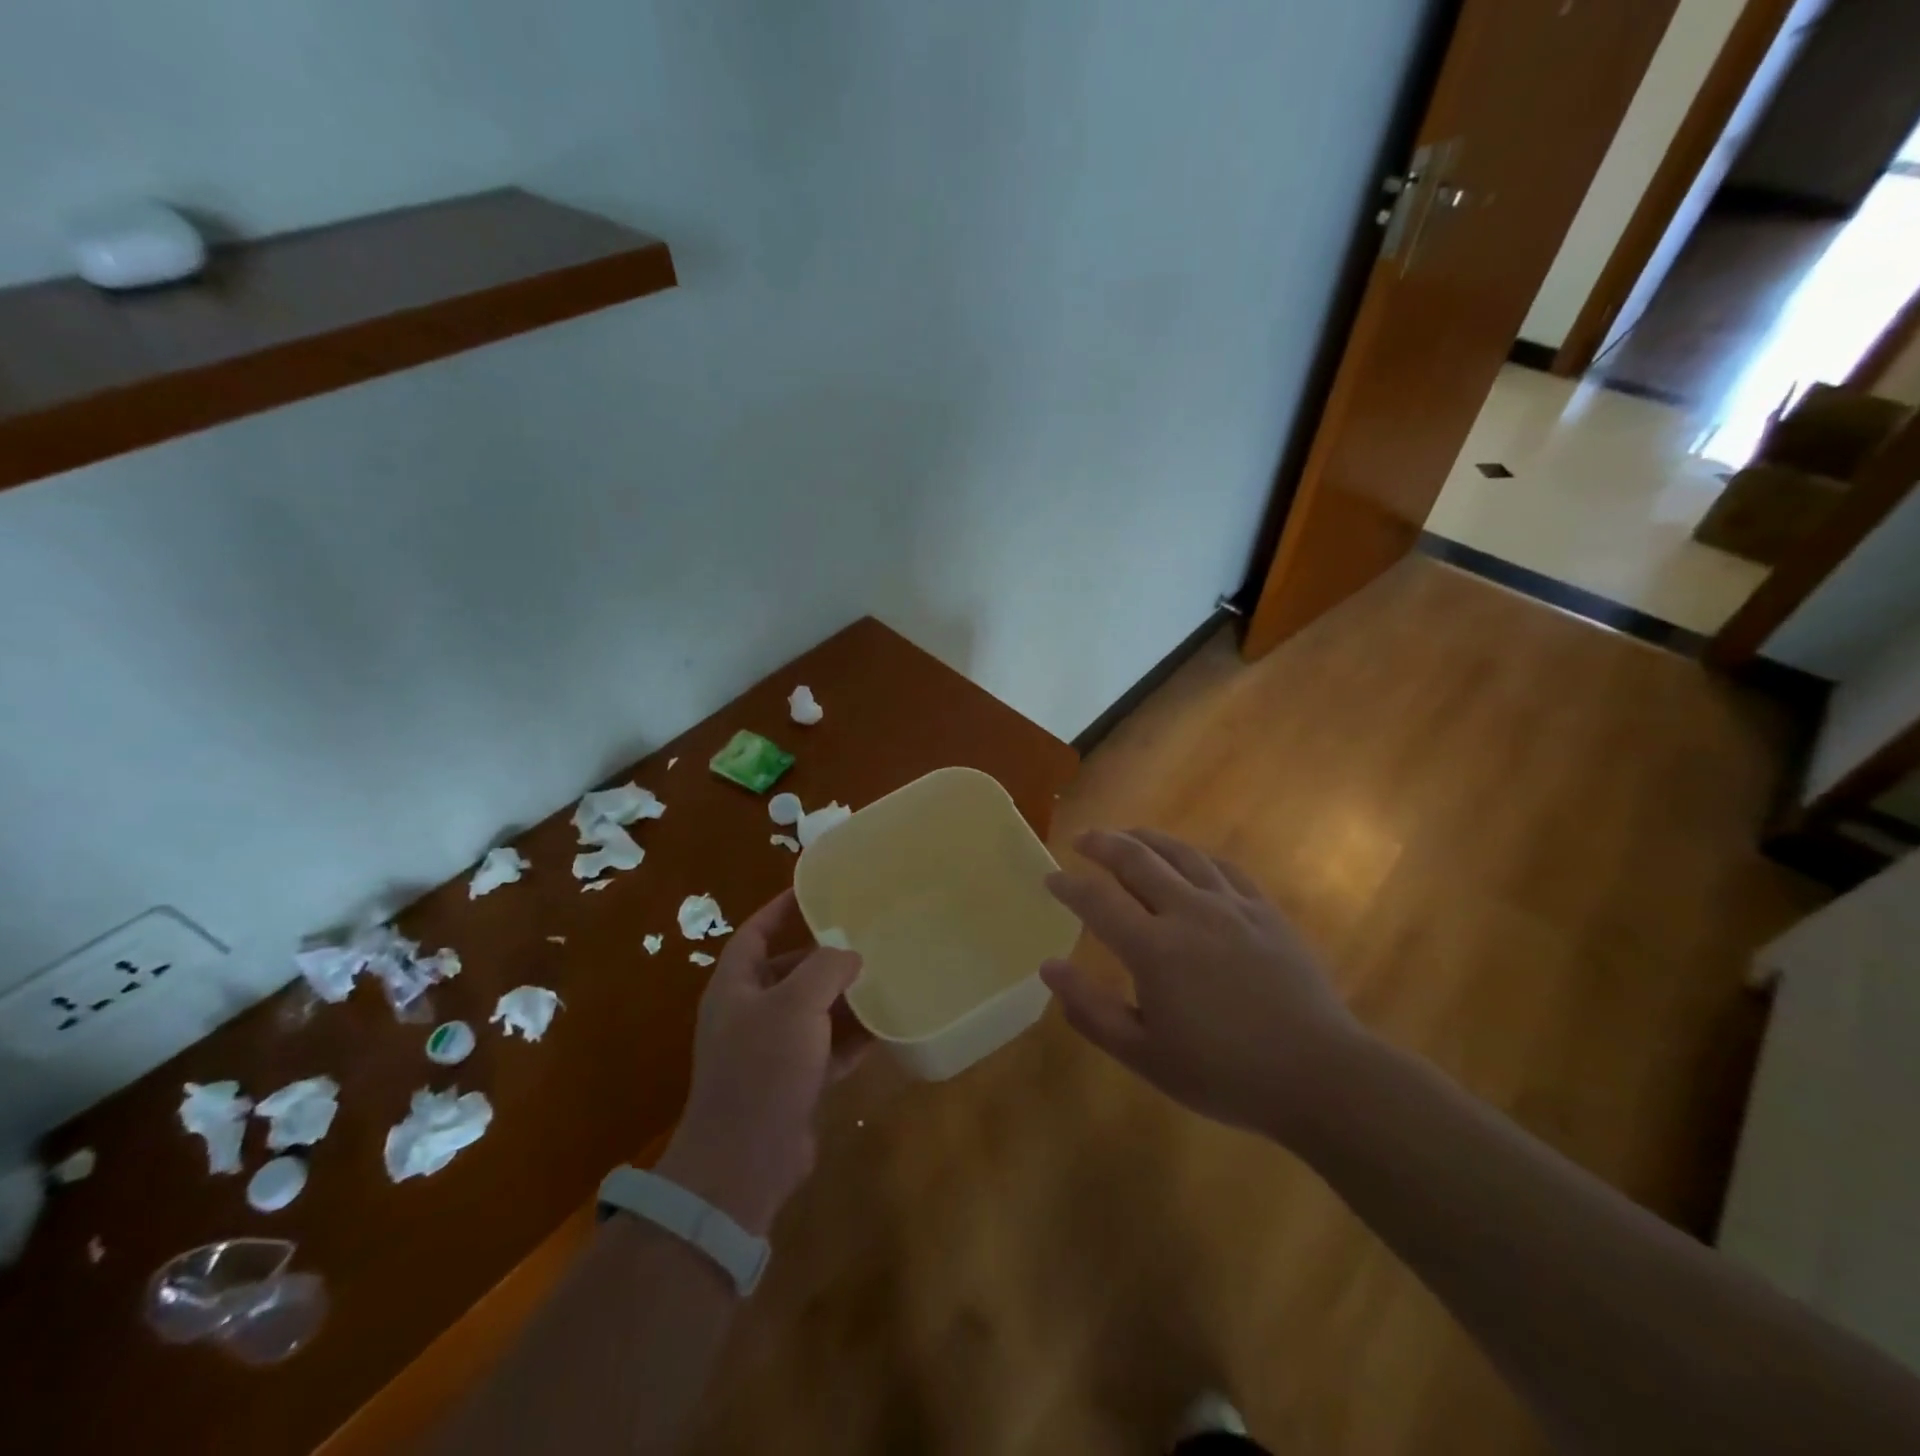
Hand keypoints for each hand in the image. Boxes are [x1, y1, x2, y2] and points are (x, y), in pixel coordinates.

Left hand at [655, 889, 865, 1235]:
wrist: (746, 1160)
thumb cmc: (762, 1067)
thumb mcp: (796, 1004)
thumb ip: (825, 968)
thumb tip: (850, 955)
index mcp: (736, 986)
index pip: (756, 932)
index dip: (781, 909)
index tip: (814, 890)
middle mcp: (749, 1014)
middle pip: (789, 972)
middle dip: (823, 957)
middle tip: (865, 937)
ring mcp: (771, 1051)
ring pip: (812, 1012)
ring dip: (843, 997)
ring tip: (883, 976)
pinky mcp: (793, 1083)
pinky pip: (827, 1049)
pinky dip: (851, 1038)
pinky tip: (885, 1027)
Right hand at [1042, 829, 1365, 1139]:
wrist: (1319, 1074)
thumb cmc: (1224, 1072)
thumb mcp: (1145, 1055)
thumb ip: (1092, 1009)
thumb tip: (1048, 966)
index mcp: (1153, 948)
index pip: (1097, 900)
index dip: (1069, 885)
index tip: (1050, 878)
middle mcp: (1188, 912)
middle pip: (1137, 860)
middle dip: (1103, 844)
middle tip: (1082, 838)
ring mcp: (1231, 906)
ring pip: (1180, 854)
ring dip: (1147, 838)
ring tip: (1127, 834)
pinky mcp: (1264, 911)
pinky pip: (1223, 868)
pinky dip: (1195, 855)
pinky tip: (1189, 858)